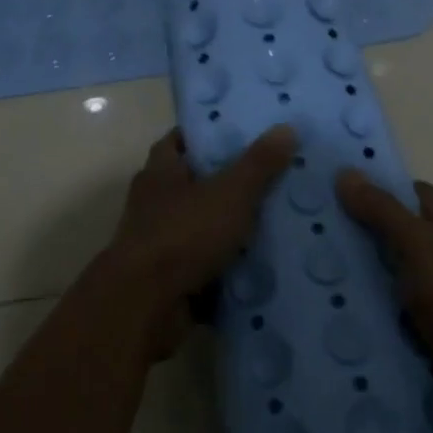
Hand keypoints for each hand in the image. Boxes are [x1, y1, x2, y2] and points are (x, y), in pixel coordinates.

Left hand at [100, 125, 297, 356]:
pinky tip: (262, 264)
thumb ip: (258, 163)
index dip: (205, 134)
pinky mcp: (169, 279)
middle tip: (272, 175)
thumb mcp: (230, 192)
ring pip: (201, 227)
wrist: (146, 305)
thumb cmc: (184, 234)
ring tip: (277, 220)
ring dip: (229, 228)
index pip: (178, 141)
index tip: (240, 132)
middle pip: (193, 185)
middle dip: (227, 182)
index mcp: (160, 173)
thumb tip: (286, 127)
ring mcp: (159, 244)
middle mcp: (154, 205)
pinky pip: (205, 265)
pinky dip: (227, 266)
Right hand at [335, 170, 432, 412]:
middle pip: (402, 231)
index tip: (336, 197)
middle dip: (365, 234)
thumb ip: (383, 211)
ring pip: (398, 271)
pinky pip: (401, 305)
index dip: (377, 190)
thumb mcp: (417, 246)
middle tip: (318, 239)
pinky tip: (349, 313)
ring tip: (321, 276)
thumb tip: (346, 173)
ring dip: (368, 275)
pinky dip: (379, 307)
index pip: (411, 192)